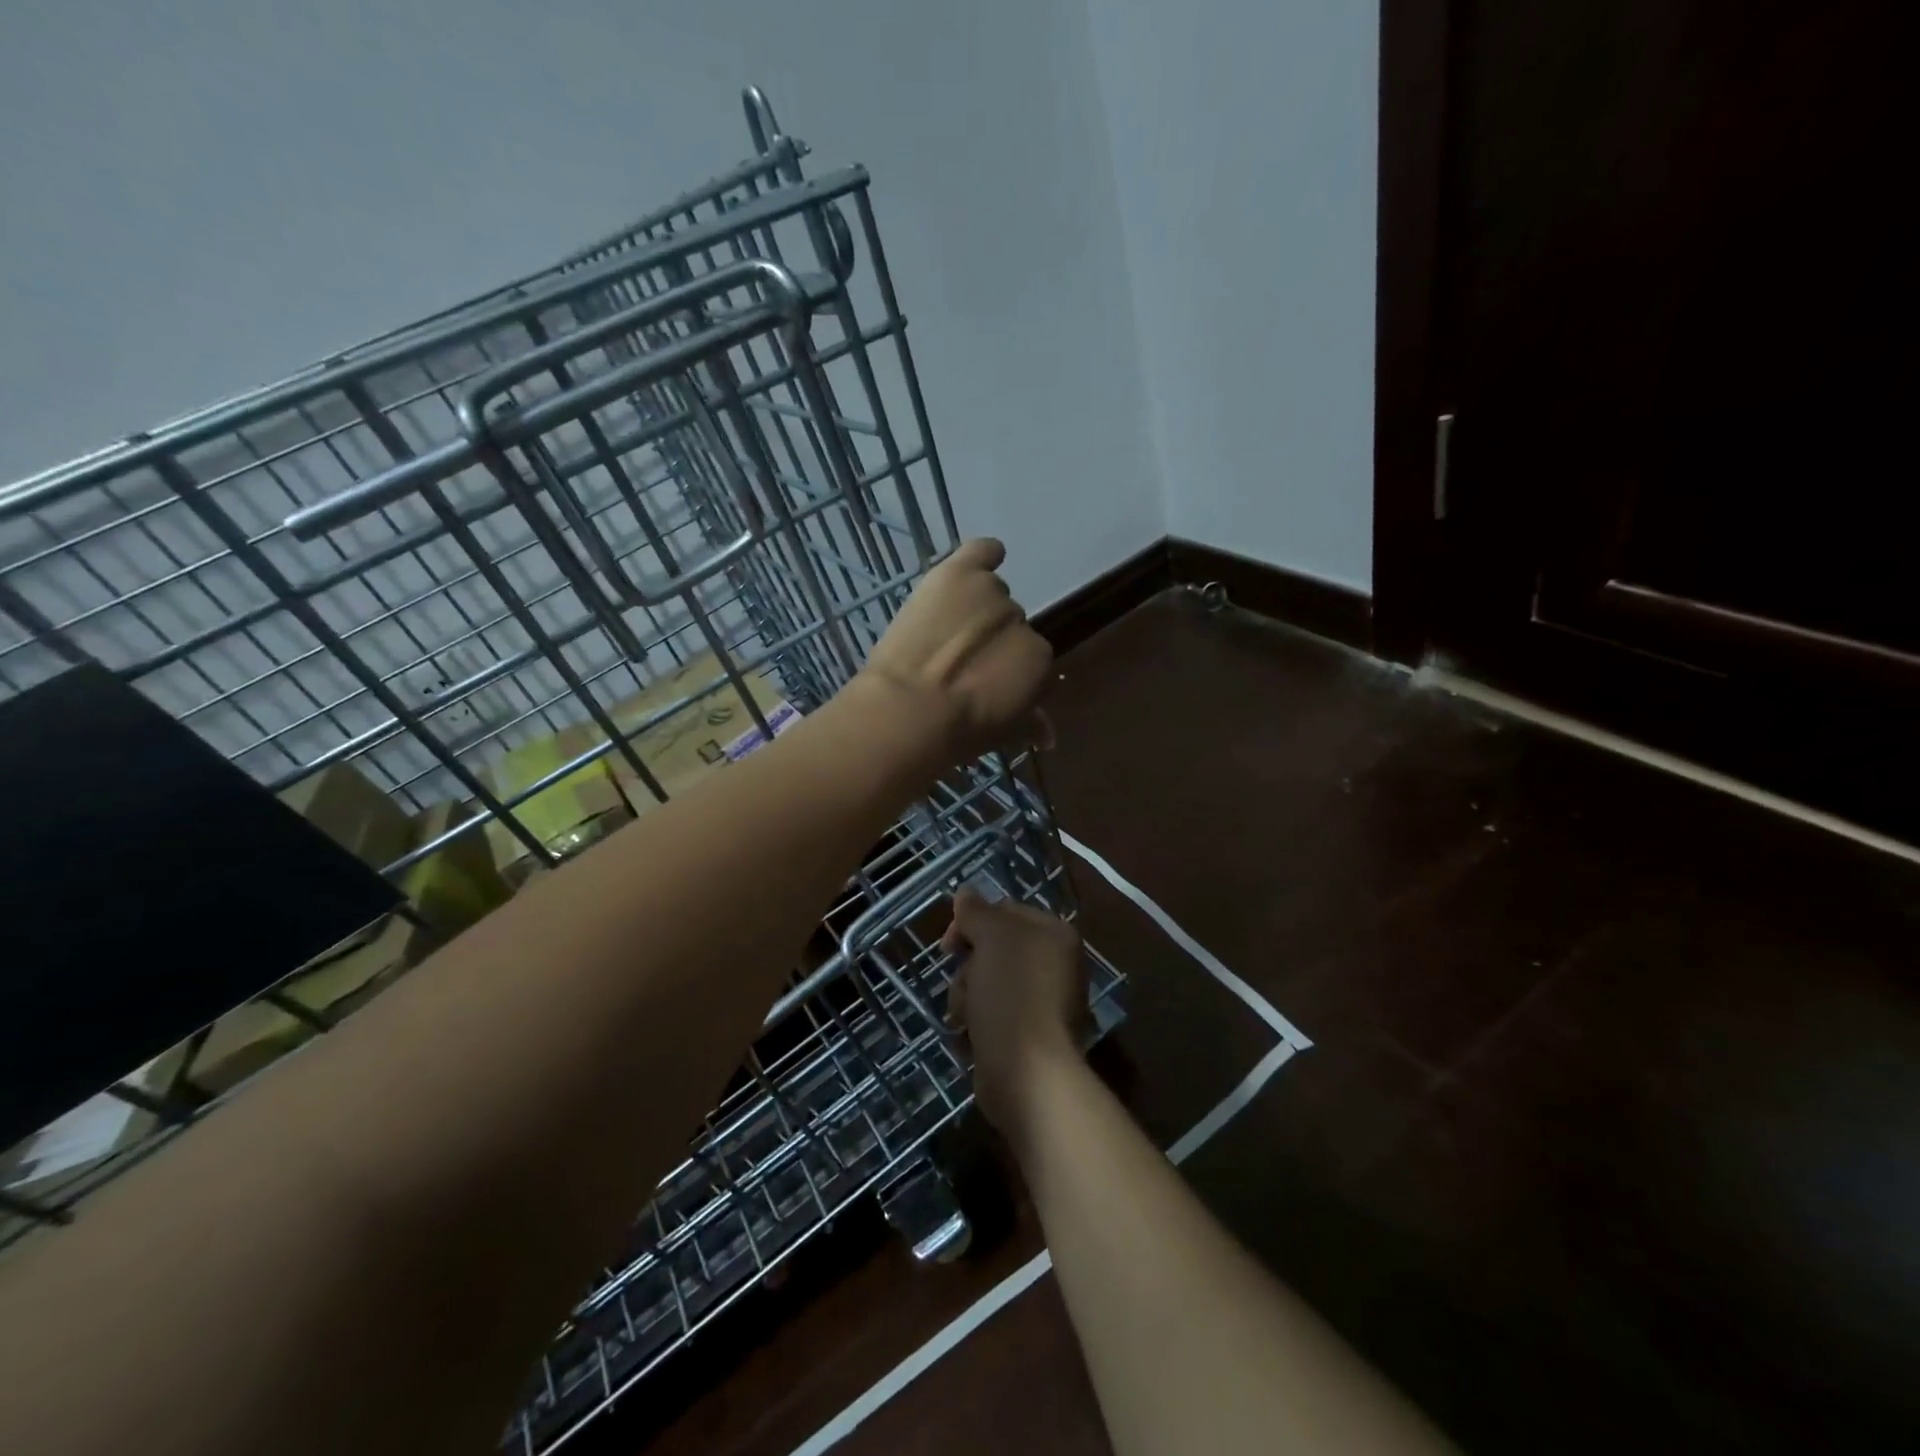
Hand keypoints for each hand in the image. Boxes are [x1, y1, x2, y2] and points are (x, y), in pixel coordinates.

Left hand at [857, 539, 1052, 766]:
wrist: (909, 710)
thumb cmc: (958, 732)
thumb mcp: (1001, 735)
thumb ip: (1029, 724)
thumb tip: (1048, 735)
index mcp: (1040, 661)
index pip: (1032, 662)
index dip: (1008, 673)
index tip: (987, 686)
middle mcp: (1022, 621)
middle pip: (1011, 626)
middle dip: (992, 643)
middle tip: (961, 663)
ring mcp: (991, 592)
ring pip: (991, 595)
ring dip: (976, 609)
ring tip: (946, 630)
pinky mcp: (959, 574)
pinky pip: (982, 551)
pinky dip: (984, 554)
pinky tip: (978, 562)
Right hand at [942, 888, 1086, 1134]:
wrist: (1027, 1073)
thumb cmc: (1012, 994)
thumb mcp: (992, 939)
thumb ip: (977, 912)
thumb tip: (966, 891)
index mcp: (1055, 934)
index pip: (1005, 911)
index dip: (972, 922)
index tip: (948, 945)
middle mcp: (1054, 964)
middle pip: (993, 948)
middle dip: (969, 966)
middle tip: (964, 983)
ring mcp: (1042, 1001)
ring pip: (986, 982)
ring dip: (967, 996)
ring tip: (967, 1017)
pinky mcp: (1027, 1035)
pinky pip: (991, 1015)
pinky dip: (977, 1023)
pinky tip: (970, 1037)